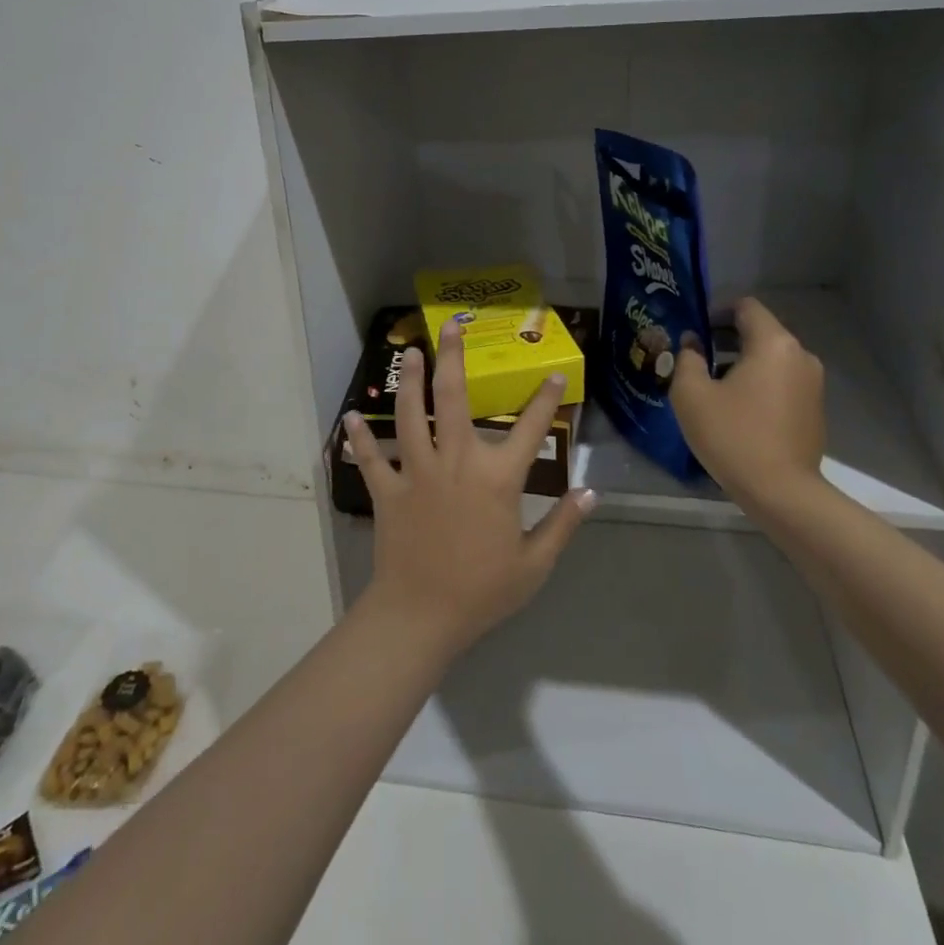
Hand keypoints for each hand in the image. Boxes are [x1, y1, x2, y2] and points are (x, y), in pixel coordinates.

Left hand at [346, 320, 595, 657]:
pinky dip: (361, 437)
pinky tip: (352, 416)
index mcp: (497, 478)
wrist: (421, 616)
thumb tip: (591, 492)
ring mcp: (418, 472)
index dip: (546, 399)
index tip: (553, 375)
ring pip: (412, 415)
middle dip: (452, 358)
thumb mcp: (534, 564)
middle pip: (453, 399)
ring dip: (410, 381)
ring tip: (409, 353)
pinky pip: (372, 458)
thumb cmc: (482, 591)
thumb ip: (564, 524)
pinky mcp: (388, 490)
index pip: (530, 429)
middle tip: (450, 327)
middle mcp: (456, 462)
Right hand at [671, 296, 826, 501]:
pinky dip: (760, 383)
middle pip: (760, 331)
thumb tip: (692, 342)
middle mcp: (800, 355)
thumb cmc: (733, 436)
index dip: (716, 311)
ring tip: (713, 386)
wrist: (782, 493)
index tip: (694, 329)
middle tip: (696, 358)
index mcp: (773, 343)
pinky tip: (738, 409)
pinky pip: (782, 381)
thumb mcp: (692, 395)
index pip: (745, 307)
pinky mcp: (815, 408)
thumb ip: (687, 358)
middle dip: (726, 338)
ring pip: (771, 357)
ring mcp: (813, 383)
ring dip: (742, 362)